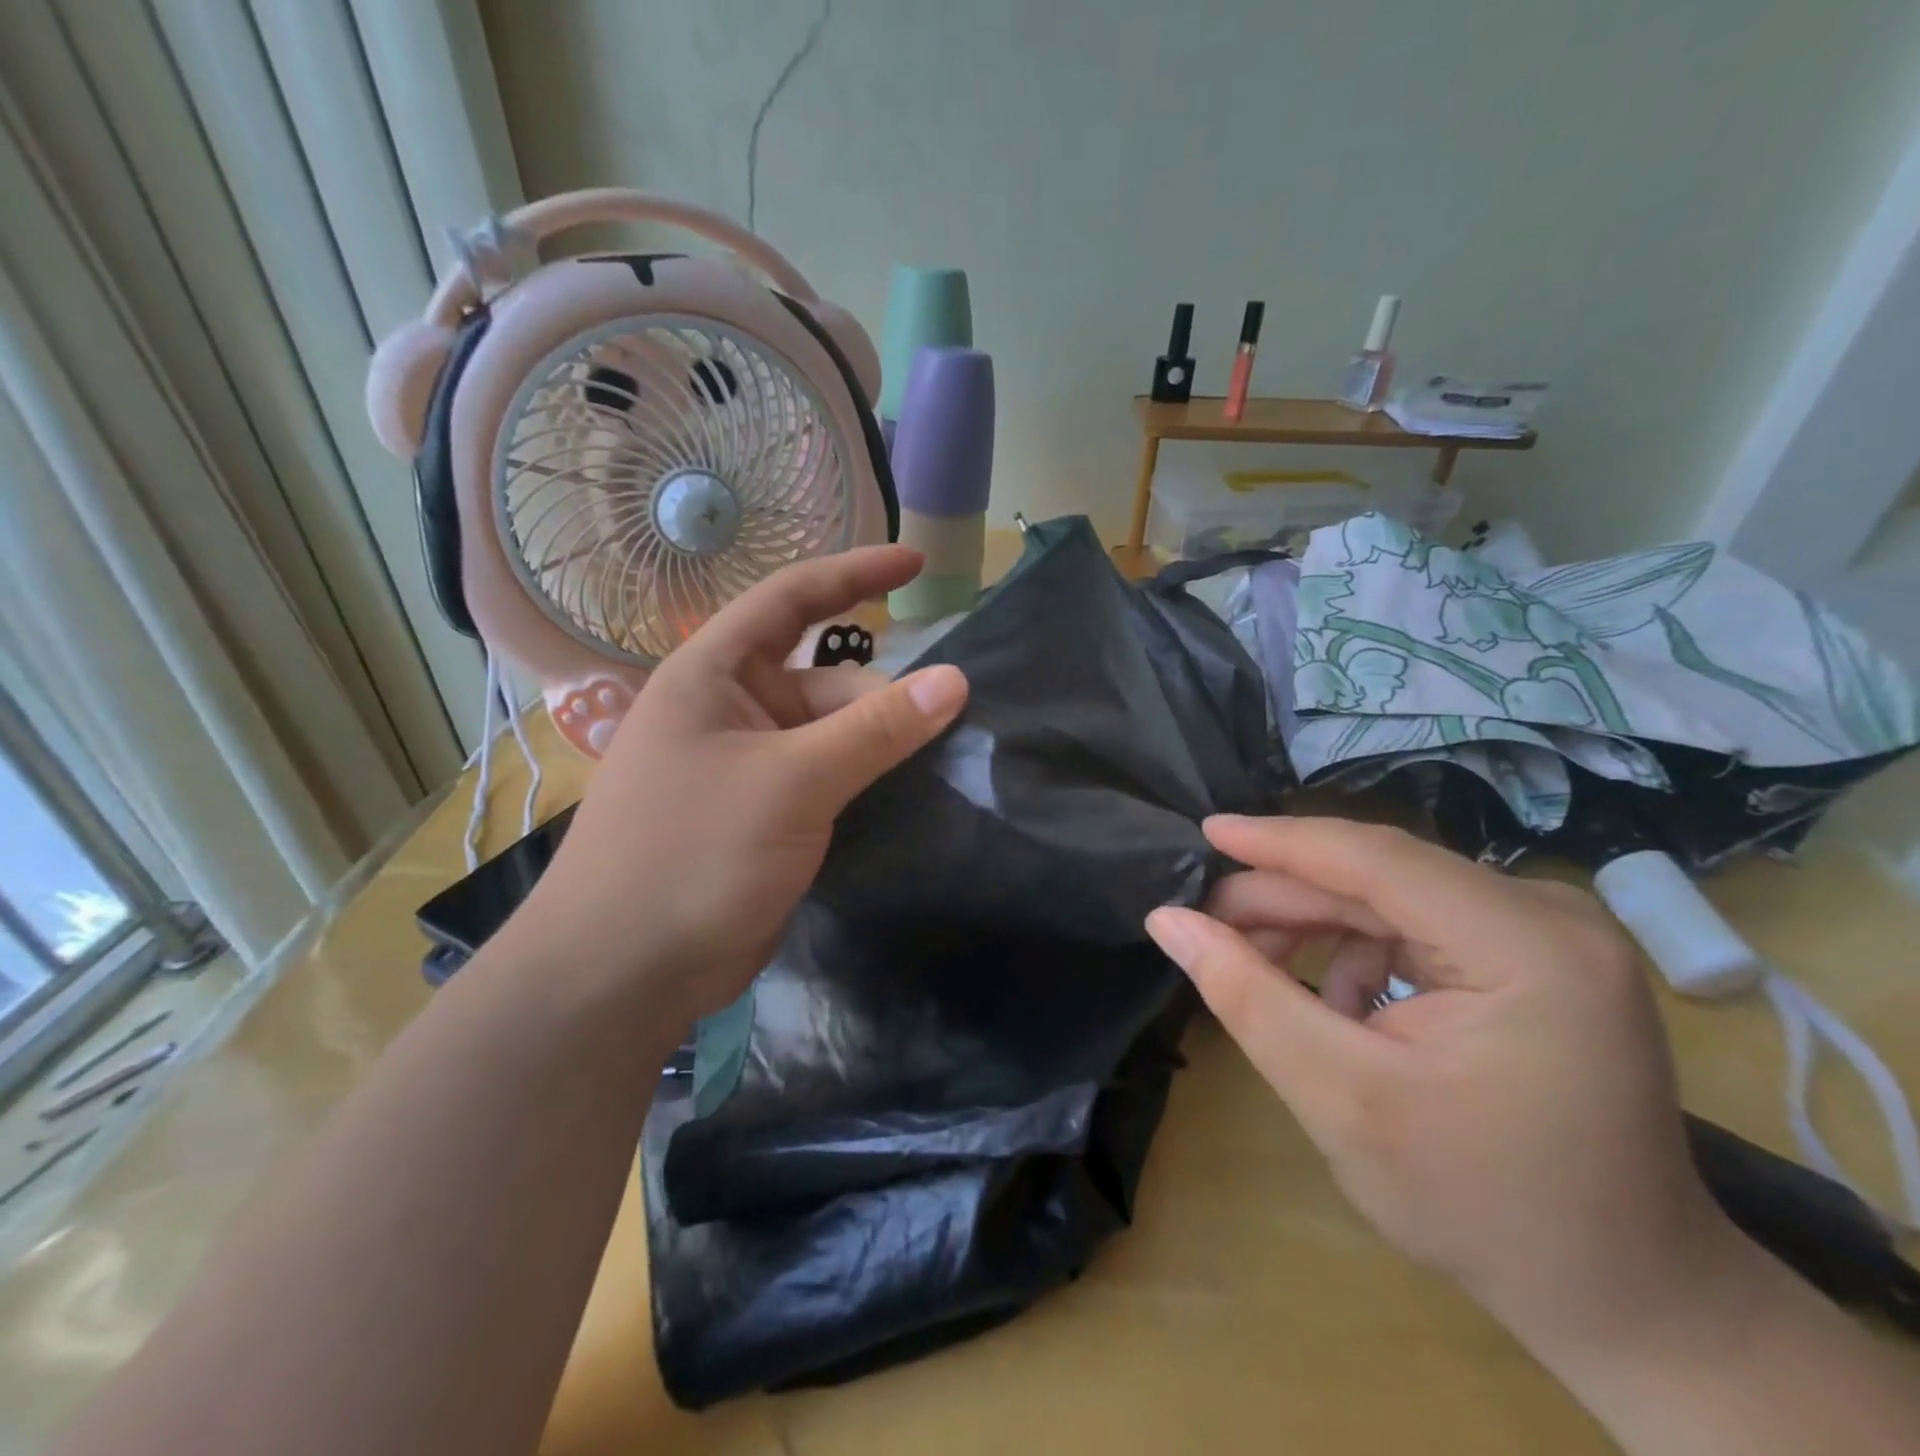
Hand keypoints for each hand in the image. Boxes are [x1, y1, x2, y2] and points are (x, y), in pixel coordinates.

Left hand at [509, 546, 966, 1024]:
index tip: (917, 563)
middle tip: (946, 724)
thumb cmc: (692, 854)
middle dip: (882, 697)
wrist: (622, 973)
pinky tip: (907, 795)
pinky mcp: (761, 818)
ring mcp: (744, 768)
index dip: (855, 573)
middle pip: (825, 681)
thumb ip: (875, 730)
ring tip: (938, 761)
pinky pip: (825, 780)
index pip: (791, 599)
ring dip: (878, 746)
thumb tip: (955, 679)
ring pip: (830, 737)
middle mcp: (728, 711)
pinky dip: (863, 781)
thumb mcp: (792, 781)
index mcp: (713, 675)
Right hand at [1145, 815, 1741, 1352]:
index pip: (1375, 858)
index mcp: (1527, 945)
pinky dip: (1358, 952)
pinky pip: (1416, 924)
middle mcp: (1549, 915)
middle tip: (1207, 925)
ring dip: (1316, 927)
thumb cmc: (1482, 1206)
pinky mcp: (1534, 955)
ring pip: (1390, 897)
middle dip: (1286, 898)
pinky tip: (1337, 1006)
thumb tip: (1168, 920)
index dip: (1278, 841)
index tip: (1201, 833)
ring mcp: (1548, 933)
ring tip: (1258, 971)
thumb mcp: (1340, 1098)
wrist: (1626, 1298)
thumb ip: (1246, 996)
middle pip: (1380, 876)